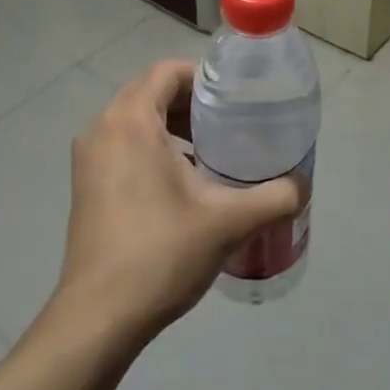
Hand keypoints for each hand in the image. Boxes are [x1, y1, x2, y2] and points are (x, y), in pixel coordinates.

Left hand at [55, 61, 302, 339]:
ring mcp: (88, 158)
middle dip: (192, 102)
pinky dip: (152, 148)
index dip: (204, 78)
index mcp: (130, 120)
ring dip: (172, 125)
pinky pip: (123, 145)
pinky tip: (183, 182)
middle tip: (231, 125)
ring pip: (136, 120)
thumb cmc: (161, 253)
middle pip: (151, 92)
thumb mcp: (229, 221)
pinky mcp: (85, 185)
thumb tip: (303, 184)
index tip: (236, 100)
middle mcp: (102, 128)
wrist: (99, 317)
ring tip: (212, 152)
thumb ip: (275, 196)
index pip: (168, 71)